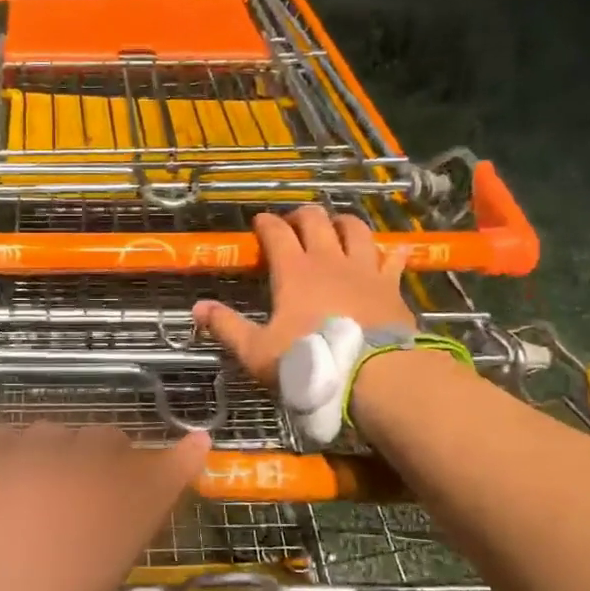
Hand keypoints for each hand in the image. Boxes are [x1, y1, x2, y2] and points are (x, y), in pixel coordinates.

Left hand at [0, 426, 212, 590]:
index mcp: (110, 531)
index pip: (160, 480)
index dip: (182, 459)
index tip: (196, 442)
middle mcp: (73, 488)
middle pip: (107, 441)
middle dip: (113, 456)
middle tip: (99, 482)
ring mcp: (22, 471)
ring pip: (54, 432)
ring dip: (59, 451)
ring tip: (45, 478)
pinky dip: (4, 447)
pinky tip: (1, 470)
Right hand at [193, 207, 414, 386]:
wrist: (373, 375)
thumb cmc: (309, 361)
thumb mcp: (257, 351)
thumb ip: (227, 327)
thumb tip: (197, 308)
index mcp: (294, 271)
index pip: (276, 233)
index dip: (265, 224)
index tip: (258, 223)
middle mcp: (329, 260)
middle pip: (316, 220)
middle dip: (301, 215)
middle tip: (293, 223)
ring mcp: (364, 269)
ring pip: (355, 229)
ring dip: (343, 223)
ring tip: (336, 227)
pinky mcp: (391, 285)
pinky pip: (392, 258)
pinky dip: (388, 252)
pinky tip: (388, 252)